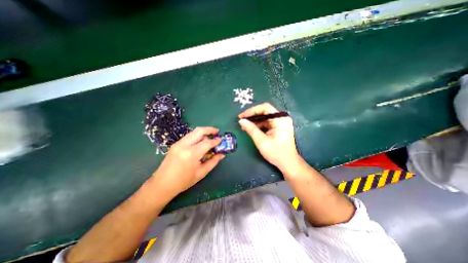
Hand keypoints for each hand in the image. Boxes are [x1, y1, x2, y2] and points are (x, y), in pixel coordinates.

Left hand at [150, 128, 222, 198]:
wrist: (162, 184)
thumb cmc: (183, 181)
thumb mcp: (201, 173)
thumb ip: (213, 162)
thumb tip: (222, 154)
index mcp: (191, 154)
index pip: (207, 142)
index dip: (215, 141)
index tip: (221, 140)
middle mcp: (184, 145)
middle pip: (199, 131)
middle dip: (209, 129)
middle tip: (217, 132)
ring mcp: (178, 143)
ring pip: (193, 132)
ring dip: (203, 132)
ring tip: (210, 137)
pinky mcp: (175, 144)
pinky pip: (189, 136)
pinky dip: (197, 136)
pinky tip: (200, 142)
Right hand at [238, 103, 298, 170]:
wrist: (288, 163)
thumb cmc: (276, 153)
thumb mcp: (261, 141)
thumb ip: (251, 129)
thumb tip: (241, 121)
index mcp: (280, 119)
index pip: (265, 108)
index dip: (252, 110)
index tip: (242, 116)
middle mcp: (282, 118)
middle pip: (265, 112)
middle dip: (252, 116)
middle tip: (242, 121)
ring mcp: (281, 122)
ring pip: (265, 117)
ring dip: (255, 121)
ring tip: (245, 126)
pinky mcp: (279, 127)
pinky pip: (267, 123)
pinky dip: (259, 125)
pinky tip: (252, 129)